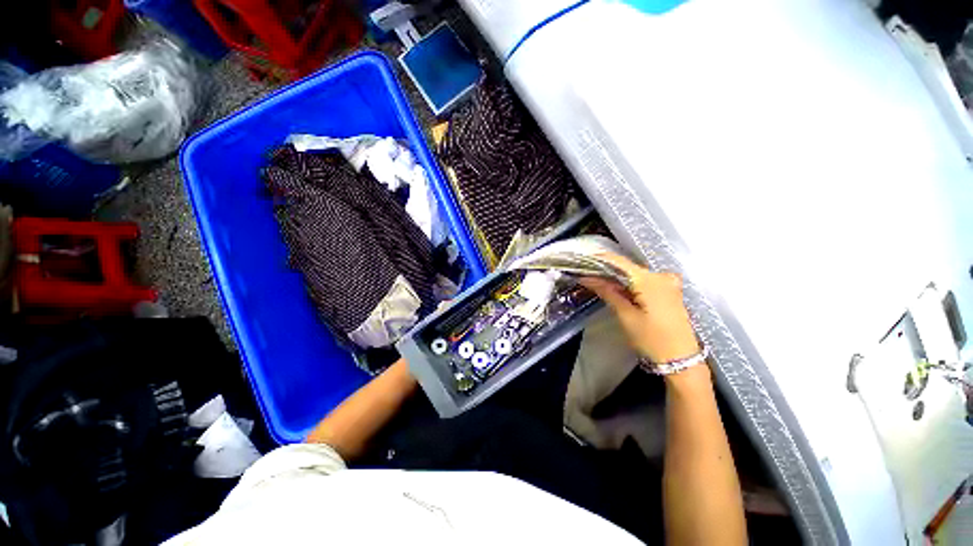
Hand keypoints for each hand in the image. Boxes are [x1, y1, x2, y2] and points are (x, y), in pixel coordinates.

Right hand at [581, 253, 700, 363]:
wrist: (681, 360)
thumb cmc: (652, 339)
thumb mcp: (626, 316)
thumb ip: (608, 292)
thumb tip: (588, 278)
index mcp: (650, 280)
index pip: (620, 262)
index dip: (600, 259)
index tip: (583, 260)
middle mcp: (661, 276)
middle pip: (627, 267)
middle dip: (606, 269)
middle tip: (587, 274)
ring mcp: (668, 283)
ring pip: (635, 274)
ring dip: (616, 277)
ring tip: (597, 281)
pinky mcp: (669, 291)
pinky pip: (645, 280)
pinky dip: (629, 283)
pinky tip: (617, 289)